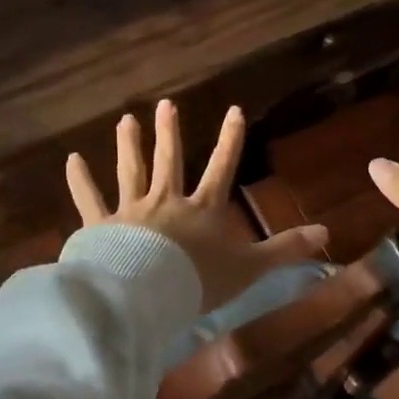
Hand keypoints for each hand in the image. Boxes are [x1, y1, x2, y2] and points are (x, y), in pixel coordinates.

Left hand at [66, 100, 328, 311]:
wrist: (147, 294)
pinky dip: (80, 180)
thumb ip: (284, 249)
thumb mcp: (249, 267)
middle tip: (166, 105)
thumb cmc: (198, 281)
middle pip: (169, 161)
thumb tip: (327, 232)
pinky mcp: (102, 226)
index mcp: (202, 209)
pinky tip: (72, 159)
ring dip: (129, 145)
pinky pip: (89, 199)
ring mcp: (132, 211)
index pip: (221, 167)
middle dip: (170, 133)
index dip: (231, 139)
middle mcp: (167, 201)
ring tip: (125, 120)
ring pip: (130, 171)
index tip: (234, 110)